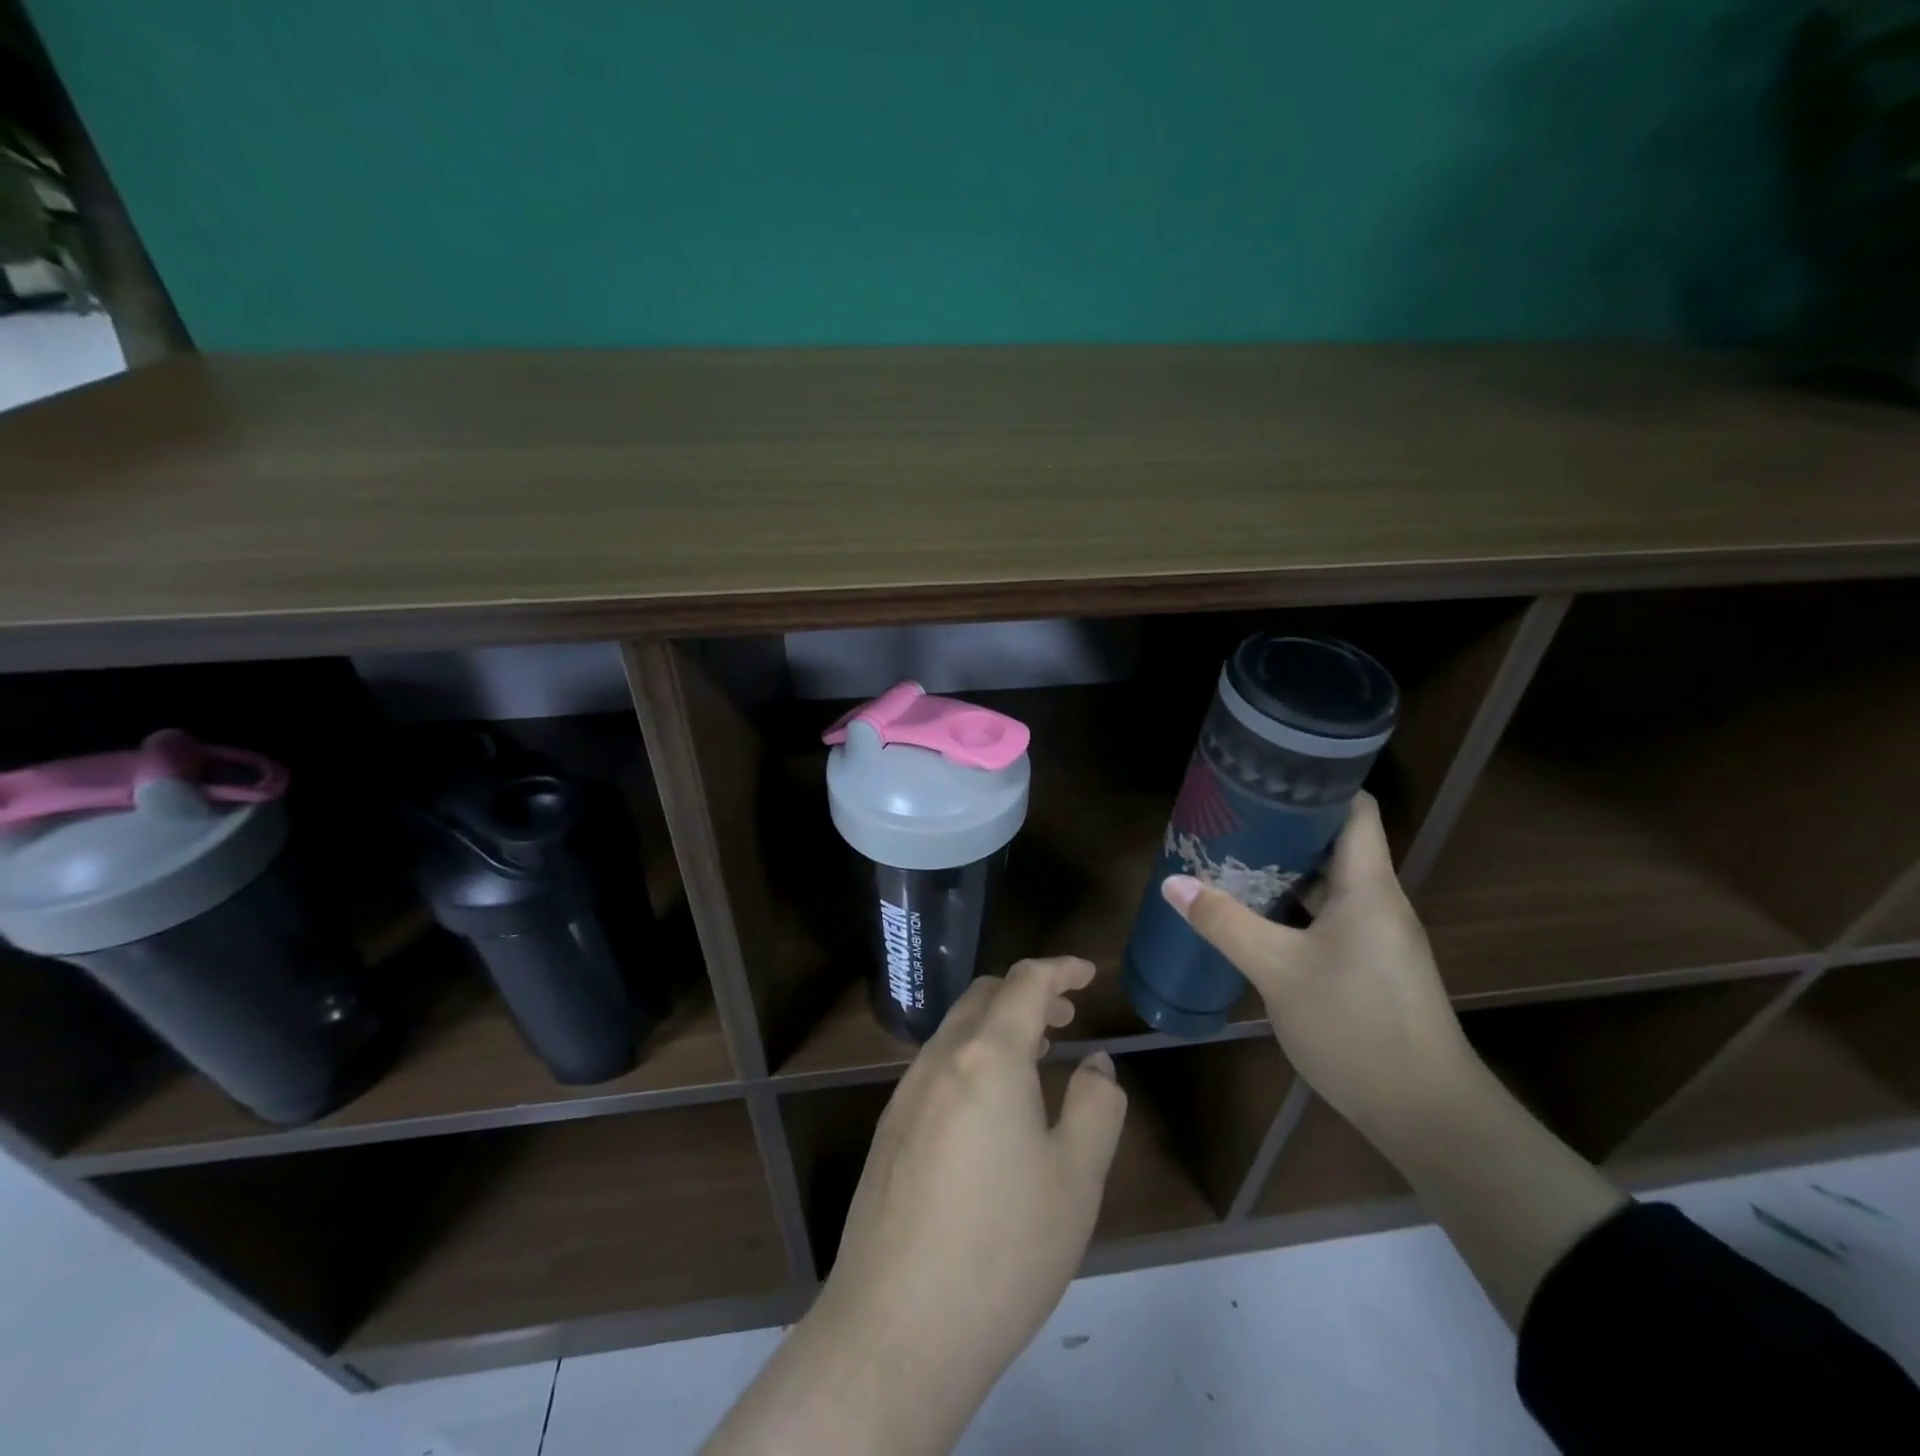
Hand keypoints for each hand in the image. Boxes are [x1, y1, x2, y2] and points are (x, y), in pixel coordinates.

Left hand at [821, 958, 1126, 1437]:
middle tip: (1066, 1015)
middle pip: (984, 997)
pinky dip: (973, 1057)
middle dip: (1027, 993)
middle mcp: (940, 1060)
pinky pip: (937, 1067)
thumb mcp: (1076, 1179)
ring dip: (998, 1026)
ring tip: (1036, 1054)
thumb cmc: (1003, 1247)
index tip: (1087, 974)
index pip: (1025, 982)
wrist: (896, 1328)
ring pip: (957, 1031)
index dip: (1059, 968)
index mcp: (988, 1056)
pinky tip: (991, 1106)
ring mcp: (906, 1093)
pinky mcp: (889, 1130)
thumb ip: (1096, 1105)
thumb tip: (1096, 1063)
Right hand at [1161, 791, 1475, 1145]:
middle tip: (1228, 820)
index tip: (1264, 779)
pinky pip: (1330, 917)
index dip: (1316, 786)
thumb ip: (1224, 922)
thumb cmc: (1355, 1026)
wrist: (1427, 1114)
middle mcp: (1378, 901)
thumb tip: (1173, 882)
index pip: (1355, 808)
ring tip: (1230, 859)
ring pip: (1328, 884)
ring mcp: (1377, 936)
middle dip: (1282, 828)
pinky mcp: (1371, 965)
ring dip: (1283, 872)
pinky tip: (1254, 916)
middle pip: (1334, 843)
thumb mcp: (1277, 970)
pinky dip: (1293, 907)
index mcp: (1367, 885)